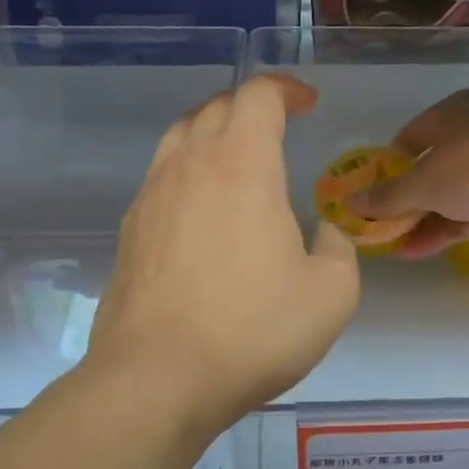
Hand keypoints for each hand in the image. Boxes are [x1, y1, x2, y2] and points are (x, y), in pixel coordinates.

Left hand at [90, 75, 360, 433]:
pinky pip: (161, 175)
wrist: (158, 378)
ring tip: (238, 158)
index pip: (258, 95)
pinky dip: (188, 170)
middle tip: (278, 128)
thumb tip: (323, 233)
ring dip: (213, 132)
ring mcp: (151, 195)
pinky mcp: (129, 230)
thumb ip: (338, 249)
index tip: (309, 105)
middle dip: (251, 106)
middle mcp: (190, 165)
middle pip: (216, 107)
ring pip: (180, 135)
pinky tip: (204, 208)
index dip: (287, 89)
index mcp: (242, 165)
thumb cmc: (253, 331)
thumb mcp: (331, 294)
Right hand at [354, 89, 468, 257]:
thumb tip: (350, 204)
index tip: (370, 192)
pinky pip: (465, 216)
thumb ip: (385, 197)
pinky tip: (413, 251)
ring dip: (419, 220)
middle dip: (402, 199)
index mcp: (451, 113)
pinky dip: (441, 231)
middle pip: (428, 169)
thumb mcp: (421, 183)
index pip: (410, 136)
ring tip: (388, 244)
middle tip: (377, 223)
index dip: (387, 165)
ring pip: (447, 196)